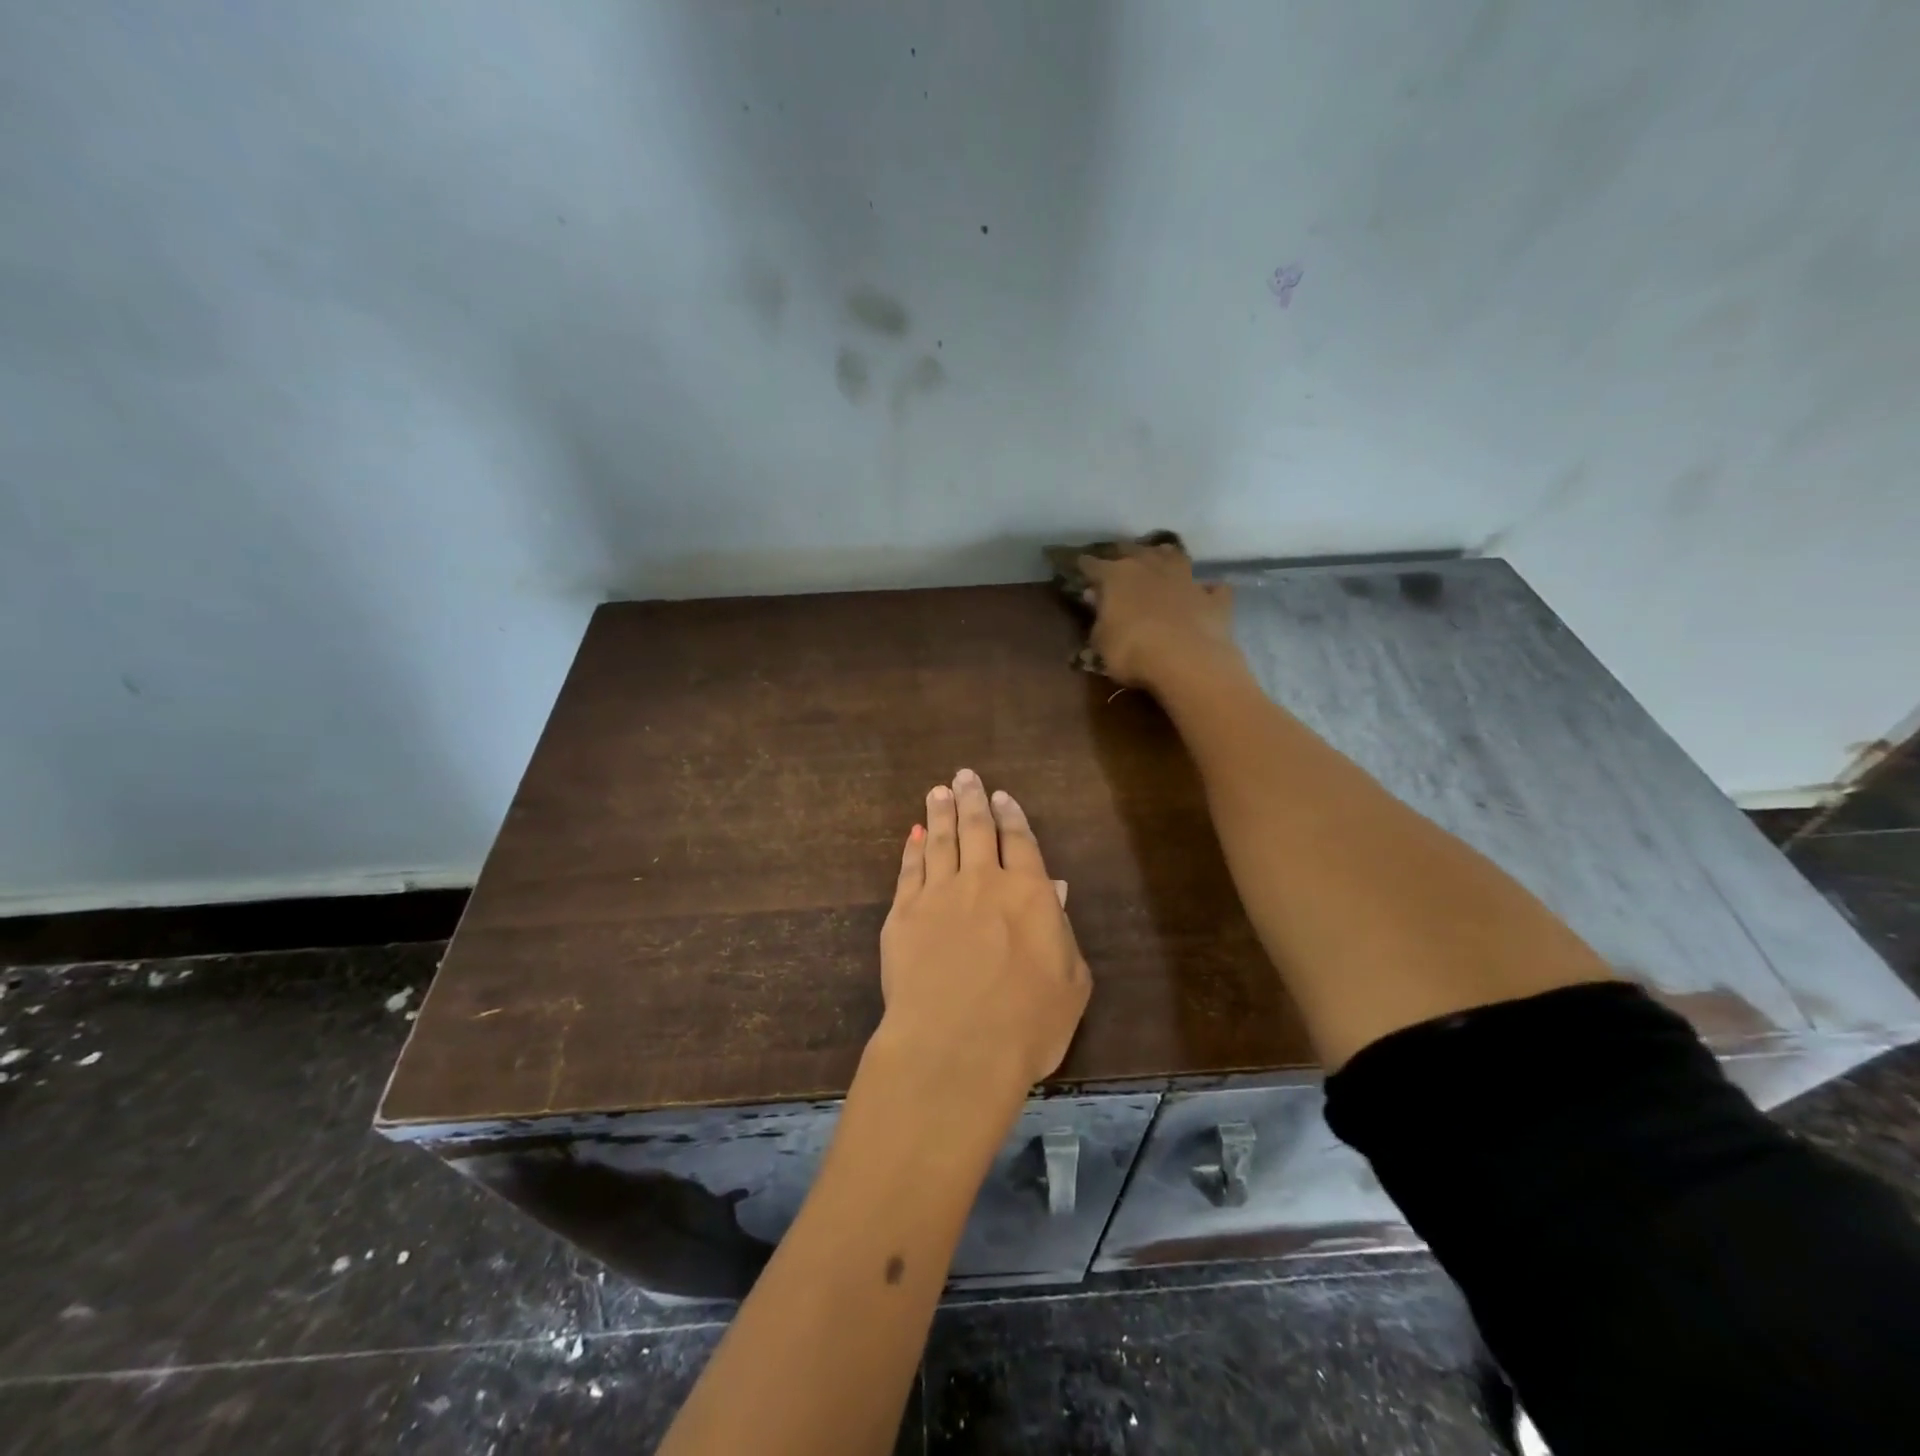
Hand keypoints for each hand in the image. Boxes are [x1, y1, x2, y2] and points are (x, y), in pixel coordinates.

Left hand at [873, 769, 1090, 1099]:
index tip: (1002, 795)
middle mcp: (982, 882)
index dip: (1011, 816)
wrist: (954, 1048)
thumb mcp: (1070, 983)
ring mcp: (938, 895)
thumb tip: (1057, 890)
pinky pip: (909, 870)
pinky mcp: (903, 915)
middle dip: (972, 799)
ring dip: (940, 812)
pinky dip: (913, 849)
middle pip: (976, 828)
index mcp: (1028, 893)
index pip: (1019, 841)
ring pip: (940, 841)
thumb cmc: (1026, 1024)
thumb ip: (1062, 931)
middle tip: (965, 775)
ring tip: (938, 791)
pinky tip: (914, 836)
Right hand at [1079, 540, 1238, 688]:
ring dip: (1165, 558)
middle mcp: (1151, 567)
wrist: (1188, 662)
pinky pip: (1211, 589)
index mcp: (1117, 576)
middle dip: (1124, 554)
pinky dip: (1207, 590)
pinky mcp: (1213, 599)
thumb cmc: (1132, 651)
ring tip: (1160, 559)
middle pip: (1135, 551)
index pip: (1094, 565)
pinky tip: (1205, 593)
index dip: (1085, 566)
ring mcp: (1186, 579)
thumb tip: (1095, 598)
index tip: (1079, 565)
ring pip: (1174, 557)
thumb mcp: (1101, 642)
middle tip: (1118, 558)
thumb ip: (1098, 619)